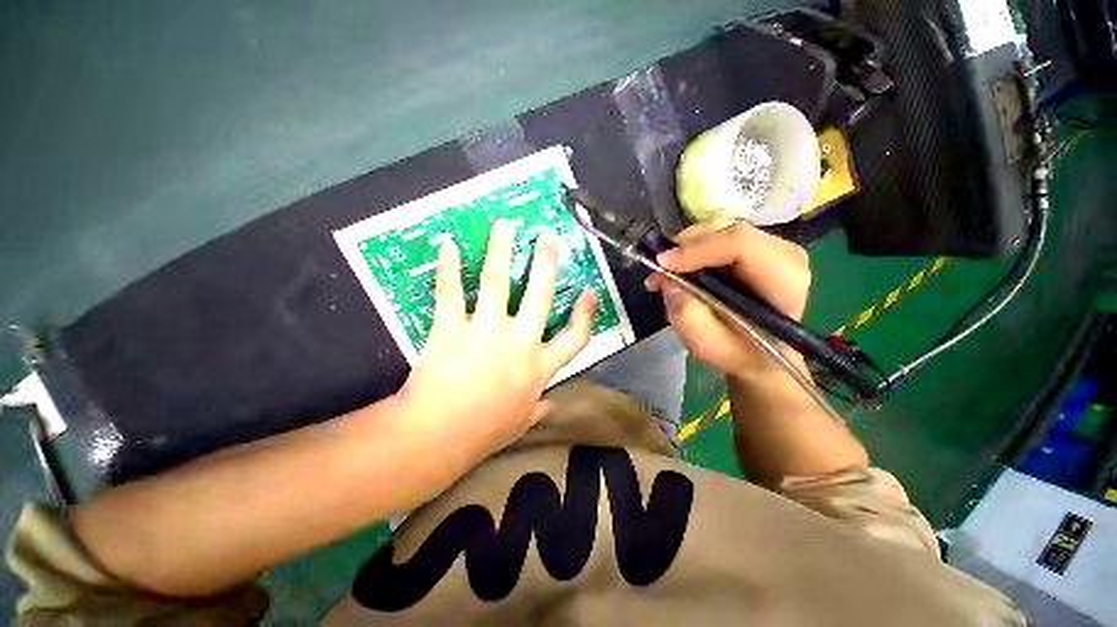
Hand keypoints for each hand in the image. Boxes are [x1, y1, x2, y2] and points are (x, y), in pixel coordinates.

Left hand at [397, 220, 597, 454]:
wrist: (437, 436)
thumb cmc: (484, 432)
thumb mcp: (522, 423)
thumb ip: (541, 409)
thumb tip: (554, 405)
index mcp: (539, 366)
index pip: (575, 338)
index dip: (585, 314)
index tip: (590, 292)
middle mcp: (519, 341)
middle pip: (540, 295)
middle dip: (546, 263)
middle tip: (548, 237)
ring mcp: (485, 331)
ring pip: (496, 282)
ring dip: (501, 250)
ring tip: (505, 225)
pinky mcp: (451, 328)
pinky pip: (450, 292)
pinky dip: (448, 267)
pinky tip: (448, 244)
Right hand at [645, 222, 810, 379]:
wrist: (760, 356)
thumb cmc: (738, 354)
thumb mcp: (706, 344)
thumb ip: (686, 313)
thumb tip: (666, 279)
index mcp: (784, 282)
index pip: (740, 244)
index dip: (696, 249)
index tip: (662, 264)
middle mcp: (785, 255)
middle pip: (729, 230)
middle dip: (686, 246)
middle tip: (659, 269)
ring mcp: (772, 248)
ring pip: (721, 229)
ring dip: (687, 247)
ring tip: (667, 272)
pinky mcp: (756, 248)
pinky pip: (719, 237)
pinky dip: (693, 249)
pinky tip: (680, 268)